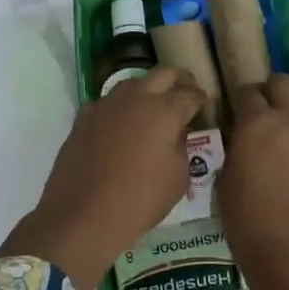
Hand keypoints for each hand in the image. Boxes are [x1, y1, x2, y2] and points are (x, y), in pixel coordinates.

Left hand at [0, 66, 206, 289]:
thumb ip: (182, 148)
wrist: (83, 215)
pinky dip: (120, 108)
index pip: (191, 94)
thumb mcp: (178, 179)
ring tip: (154, 109)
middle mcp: (135, 98)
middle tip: (186, 94)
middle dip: (179, 80)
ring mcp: (106, 105)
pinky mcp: (83, 118)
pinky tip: (121, 126)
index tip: (205, 108)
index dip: (201, 100)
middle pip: (163, 73)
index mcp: (164, 110)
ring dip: (148, 90)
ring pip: (133, 83)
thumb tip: (178, 134)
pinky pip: (107, 103)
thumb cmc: (140, 200)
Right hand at [217, 75, 288, 269]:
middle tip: (261, 110)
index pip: (248, 92)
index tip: (235, 112)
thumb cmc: (248, 220)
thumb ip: (234, 150)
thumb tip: (240, 140)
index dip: (240, 99)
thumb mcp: (225, 181)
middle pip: (285, 83)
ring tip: (286, 126)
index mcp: (258, 123)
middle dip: (271, 90)